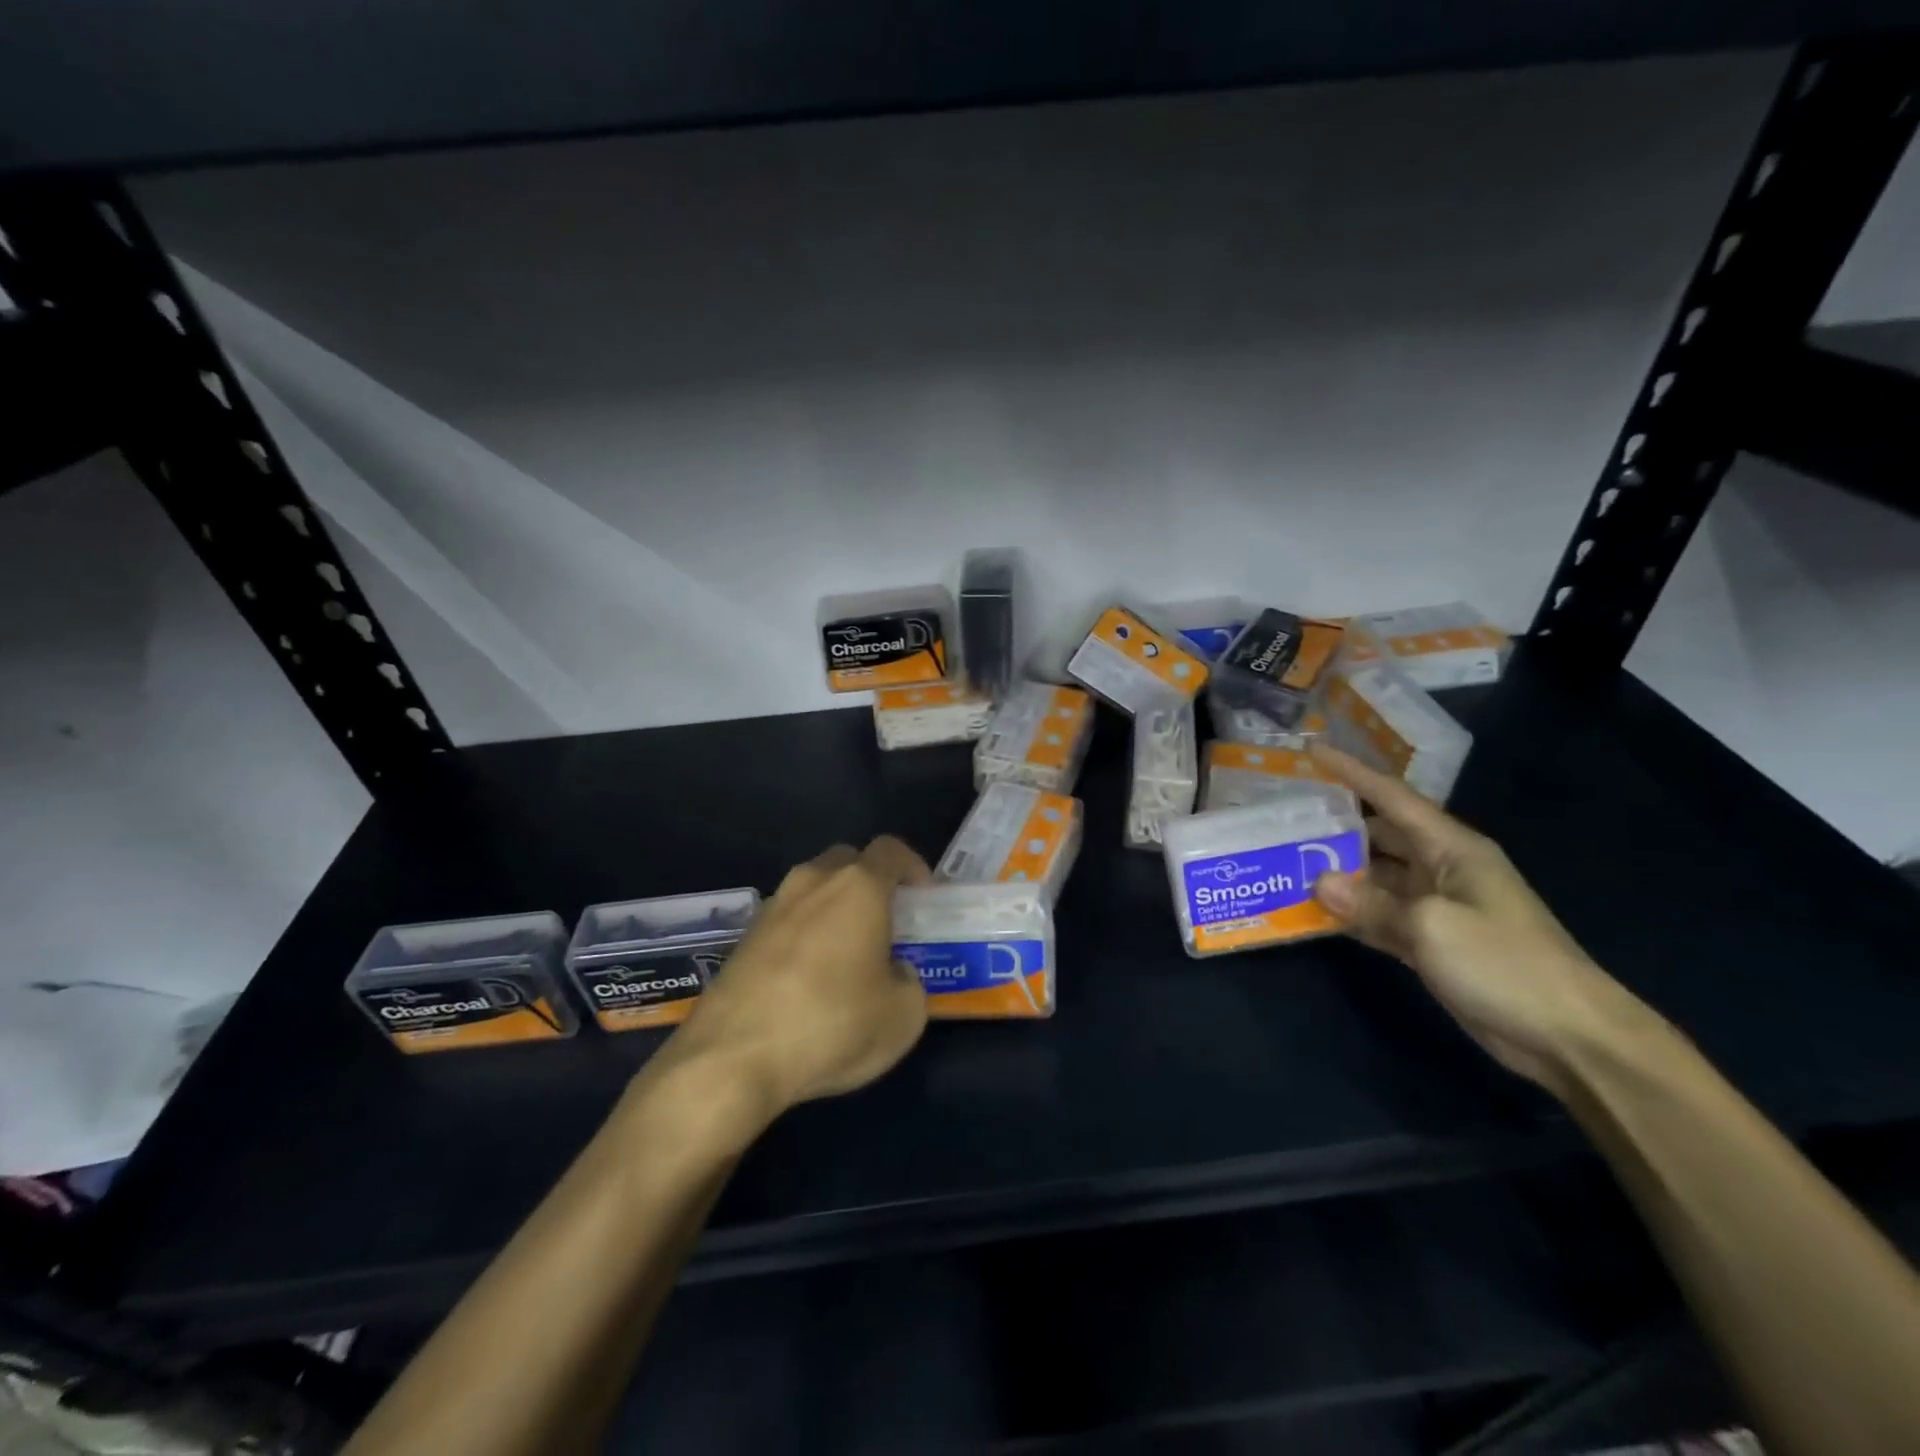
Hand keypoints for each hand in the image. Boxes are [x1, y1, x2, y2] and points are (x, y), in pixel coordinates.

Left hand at [661, 836, 931, 1129]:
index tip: (923, 899)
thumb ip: (910, 981)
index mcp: (858, 887)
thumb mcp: (903, 1016)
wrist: (732, 1059)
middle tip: (886, 925)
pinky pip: (787, 921)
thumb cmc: (832, 1025)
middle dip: (871, 884)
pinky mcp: (742, 938)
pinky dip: (804, 936)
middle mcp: (812, 883)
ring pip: (813, 890)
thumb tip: (893, 973)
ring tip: (845, 958)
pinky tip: (807, 981)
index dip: (913, 867)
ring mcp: (771, 907)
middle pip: (848, 862)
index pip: (891, 850)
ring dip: (834, 910)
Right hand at [1306, 743, 1647, 1094]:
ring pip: (1375, 876)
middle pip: (1378, 834)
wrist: (1567, 1036)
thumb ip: (1370, 902)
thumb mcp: (1431, 926)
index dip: (1351, 771)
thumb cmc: (1504, 963)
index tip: (1310, 750)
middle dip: (1335, 823)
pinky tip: (1311, 911)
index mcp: (1451, 847)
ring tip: (1284, 859)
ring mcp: (1436, 906)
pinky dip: (1350, 912)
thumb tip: (1319, 882)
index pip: (1391, 797)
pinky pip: (1379, 915)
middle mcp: (1441, 867)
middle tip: (1282, 814)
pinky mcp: (1430, 941)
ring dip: (1336, 871)